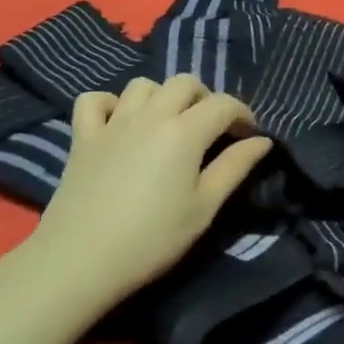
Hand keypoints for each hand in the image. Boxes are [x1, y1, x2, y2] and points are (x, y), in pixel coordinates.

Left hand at [32, 75, 273, 305]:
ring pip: (143, 85)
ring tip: (168, 124)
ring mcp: (112, 122)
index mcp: (185, 131)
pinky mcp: (82, 136)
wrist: (80, 259)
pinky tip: (118, 123)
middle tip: (211, 130)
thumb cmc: (152, 238)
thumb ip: (235, 168)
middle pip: (185, 83)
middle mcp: (150, 115)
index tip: (249, 136)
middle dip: (205, 98)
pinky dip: (110, 104)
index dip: (243, 114)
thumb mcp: (204, 208)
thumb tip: (263, 141)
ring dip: (162, 96)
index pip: (224, 104)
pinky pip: (94, 100)